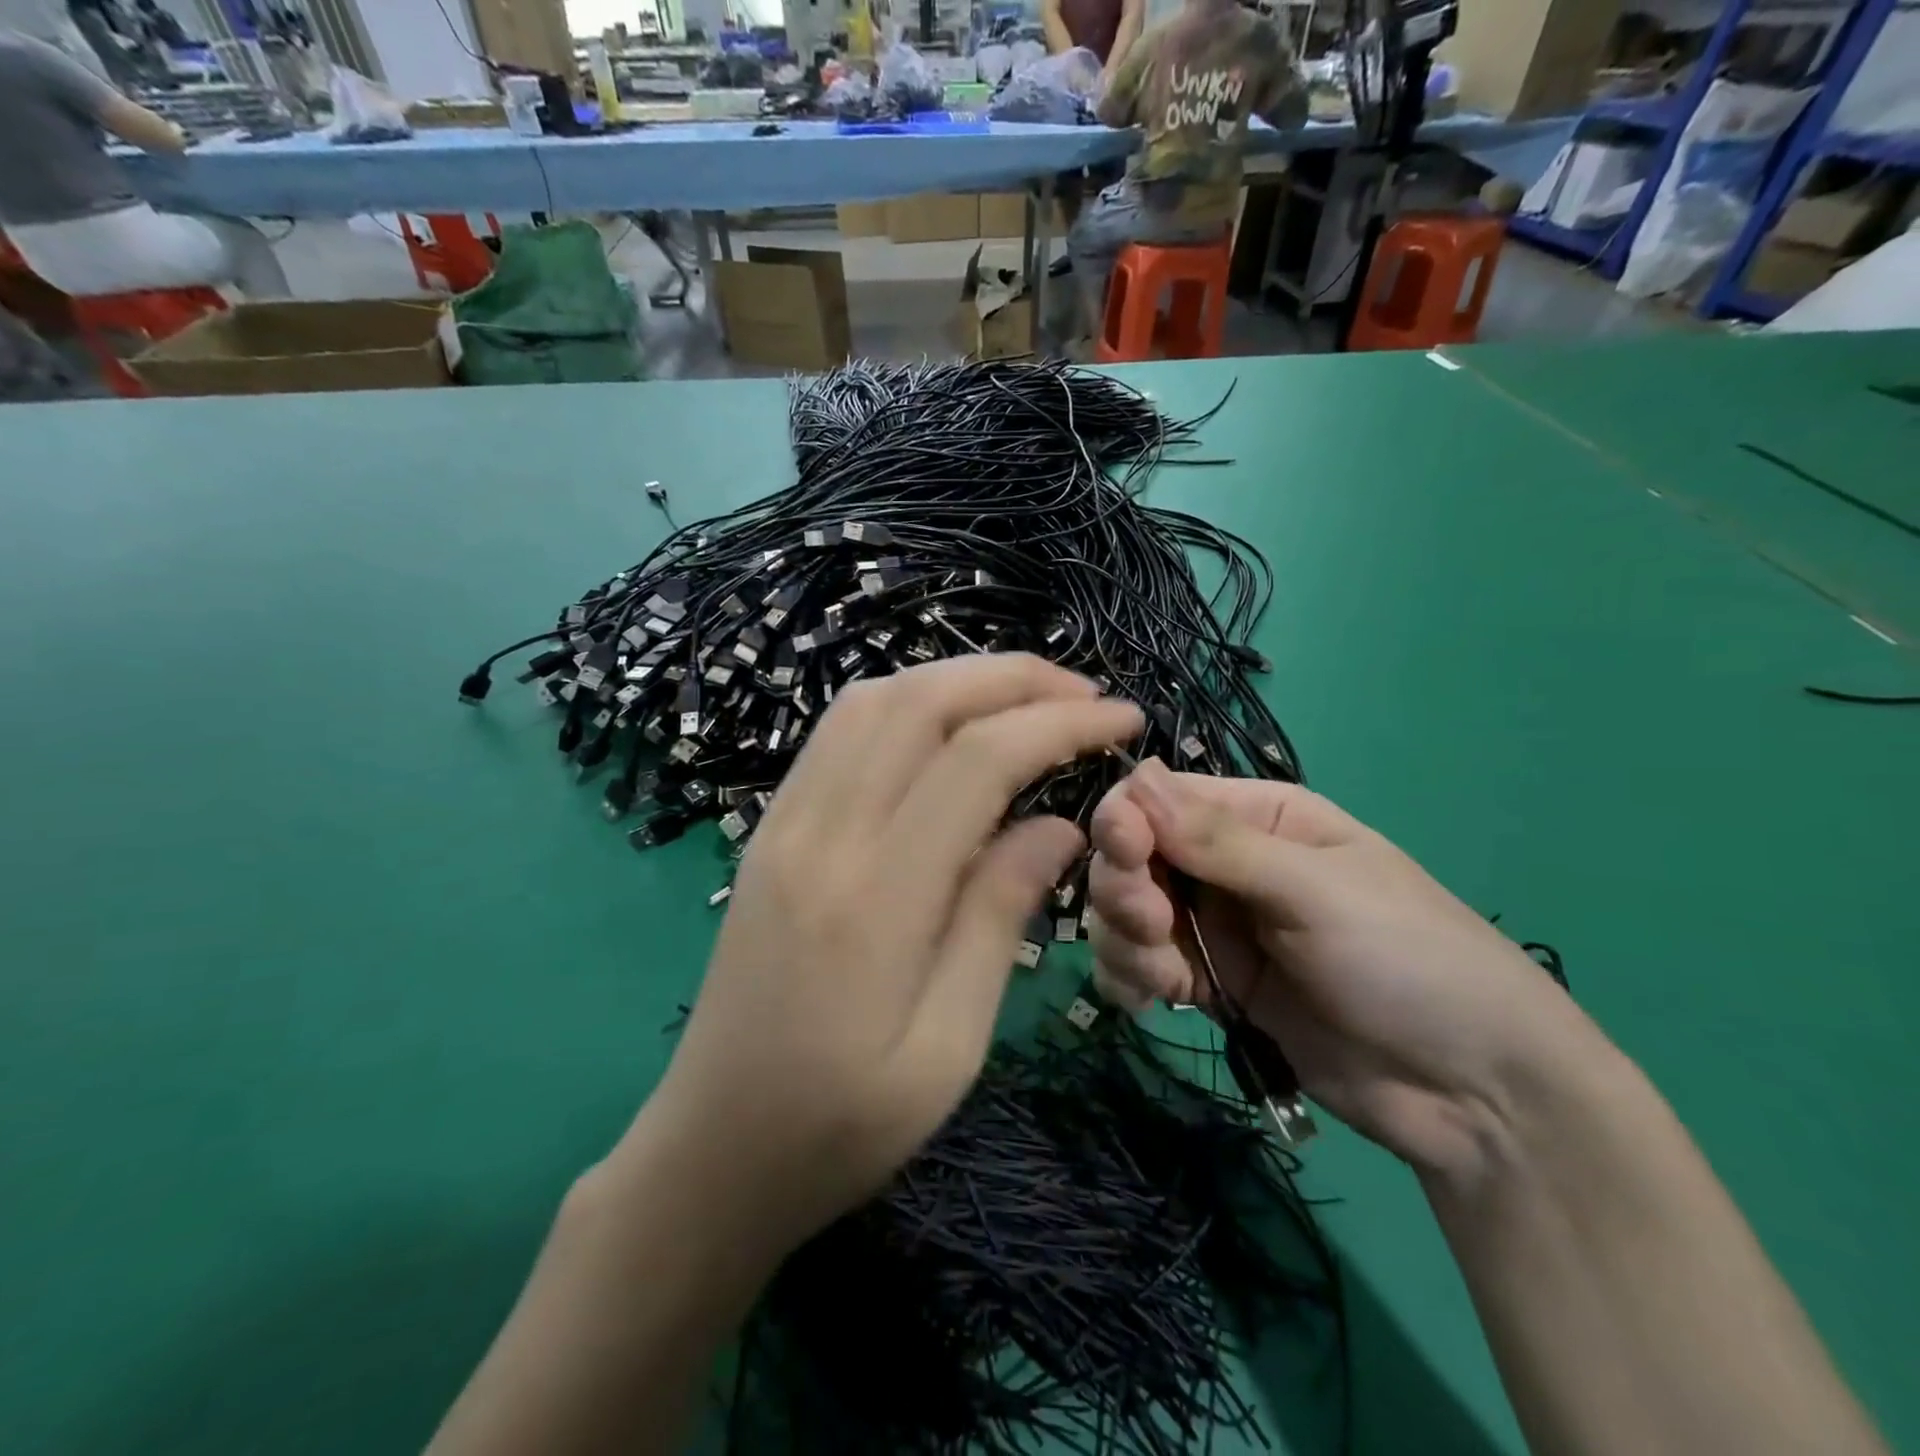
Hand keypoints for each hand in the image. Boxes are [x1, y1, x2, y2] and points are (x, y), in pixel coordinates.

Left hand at [647, 655, 1142, 1247]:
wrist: (709, 1153)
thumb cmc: (841, 1126)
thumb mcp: (949, 1045)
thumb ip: (999, 916)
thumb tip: (1060, 825)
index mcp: (874, 897)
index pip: (976, 760)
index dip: (1057, 723)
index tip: (1120, 718)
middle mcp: (820, 835)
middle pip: (918, 702)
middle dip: (1010, 678)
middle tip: (1082, 692)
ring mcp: (782, 825)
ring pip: (870, 703)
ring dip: (954, 679)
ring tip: (1024, 699)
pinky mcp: (767, 831)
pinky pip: (837, 735)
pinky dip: (903, 705)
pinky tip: (945, 726)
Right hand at [1087, 760, 1592, 1177]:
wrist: (1473, 1093)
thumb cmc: (1407, 959)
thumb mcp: (1316, 889)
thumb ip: (1219, 841)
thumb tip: (1135, 779)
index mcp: (1258, 817)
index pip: (1160, 798)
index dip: (1127, 820)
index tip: (1125, 854)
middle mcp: (1225, 864)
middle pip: (1132, 856)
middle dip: (1125, 888)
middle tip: (1152, 924)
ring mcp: (1215, 927)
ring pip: (1125, 913)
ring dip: (1125, 940)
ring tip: (1165, 978)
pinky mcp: (1209, 986)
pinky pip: (1140, 967)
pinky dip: (1131, 979)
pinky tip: (1151, 1001)